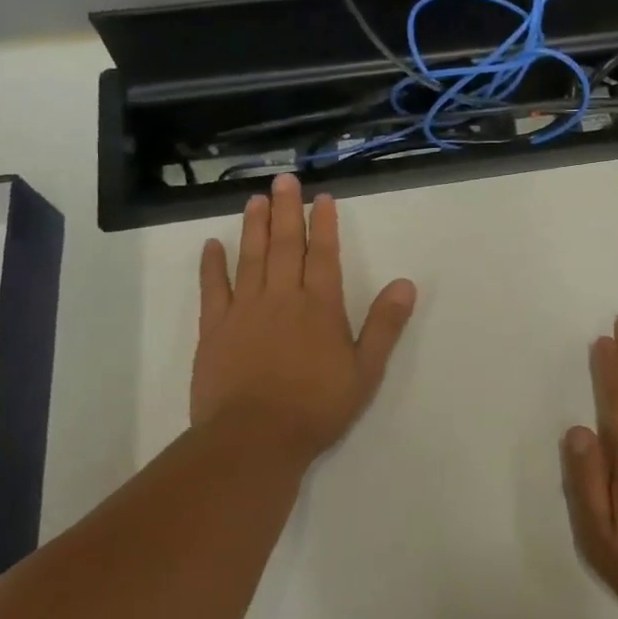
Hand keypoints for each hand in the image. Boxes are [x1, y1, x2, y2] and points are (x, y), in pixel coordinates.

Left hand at [191, 174, 416, 465]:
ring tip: (254, 200)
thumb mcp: (366, 370)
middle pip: (284, 245)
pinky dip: (212, 265)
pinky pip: (213, 288)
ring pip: (250, 258)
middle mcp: (282, 297)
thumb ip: (385, 325)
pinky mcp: (214, 329)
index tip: (322, 198)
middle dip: (285, 210)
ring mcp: (244, 310)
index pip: (323, 254)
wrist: (255, 438)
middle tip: (283, 180)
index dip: (323, 224)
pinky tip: (212, 245)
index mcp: (320, 306)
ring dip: (253, 226)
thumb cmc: (317, 407)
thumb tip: (405, 284)